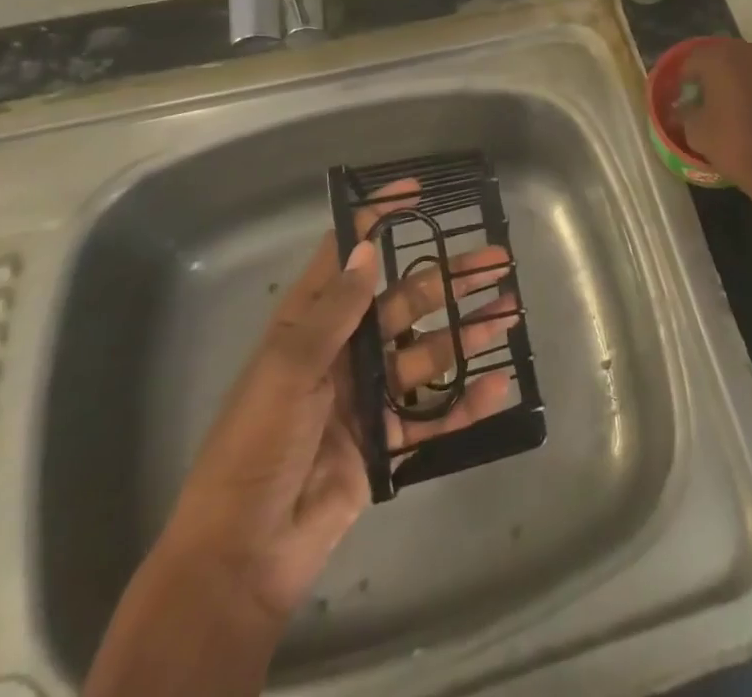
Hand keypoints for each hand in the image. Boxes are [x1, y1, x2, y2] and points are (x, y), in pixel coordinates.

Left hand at [159, 182, 520, 628]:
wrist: (242, 557)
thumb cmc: (254, 448)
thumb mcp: (287, 371)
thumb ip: (334, 312)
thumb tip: (368, 247)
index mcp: (311, 325)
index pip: (346, 256)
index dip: (378, 220)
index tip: (416, 192)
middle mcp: (344, 350)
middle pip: (405, 301)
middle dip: (450, 278)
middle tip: (498, 260)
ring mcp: (367, 395)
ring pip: (428, 351)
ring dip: (467, 332)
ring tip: (509, 312)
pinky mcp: (386, 440)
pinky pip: (433, 413)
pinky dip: (465, 401)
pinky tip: (498, 385)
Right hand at [675, 38, 751, 192]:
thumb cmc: (733, 142)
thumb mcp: (695, 131)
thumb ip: (686, 111)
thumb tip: (684, 106)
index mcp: (719, 57)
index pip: (693, 59)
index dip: (685, 79)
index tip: (685, 97)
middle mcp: (749, 50)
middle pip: (722, 56)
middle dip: (712, 73)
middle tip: (707, 97)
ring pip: (748, 64)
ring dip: (738, 78)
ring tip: (732, 102)